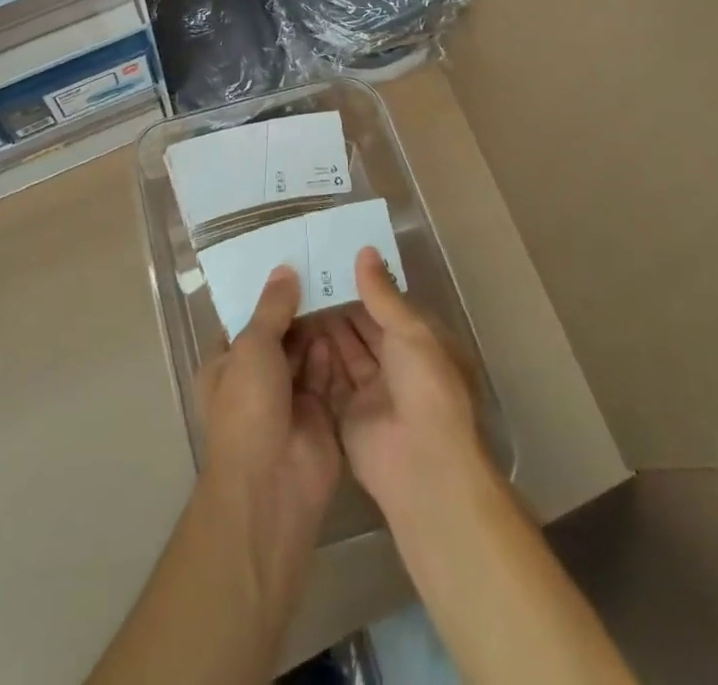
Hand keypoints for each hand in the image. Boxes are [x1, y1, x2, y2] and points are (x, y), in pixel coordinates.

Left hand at [196, 267, 341, 562]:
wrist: (273, 486)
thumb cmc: (248, 407)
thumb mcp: (252, 347)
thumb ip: (271, 308)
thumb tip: (284, 269)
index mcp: (226, 363)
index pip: (243, 318)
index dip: (263, 292)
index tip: (288, 259)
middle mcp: (255, 378)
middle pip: (278, 333)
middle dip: (297, 307)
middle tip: (323, 265)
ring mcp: (287, 397)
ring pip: (304, 352)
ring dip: (317, 325)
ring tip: (339, 283)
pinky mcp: (318, 414)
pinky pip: (326, 375)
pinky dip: (333, 352)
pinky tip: (348, 320)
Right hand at [319, 247, 489, 519]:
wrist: (423, 466)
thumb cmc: (426, 388)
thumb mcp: (410, 331)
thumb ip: (382, 294)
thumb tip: (365, 251)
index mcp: (421, 344)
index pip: (388, 306)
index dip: (363, 284)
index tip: (332, 258)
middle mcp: (397, 365)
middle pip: (363, 327)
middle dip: (338, 303)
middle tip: (303, 272)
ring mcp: (372, 391)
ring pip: (344, 350)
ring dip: (324, 326)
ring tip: (293, 293)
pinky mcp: (348, 413)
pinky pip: (329, 377)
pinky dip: (315, 356)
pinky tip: (290, 329)